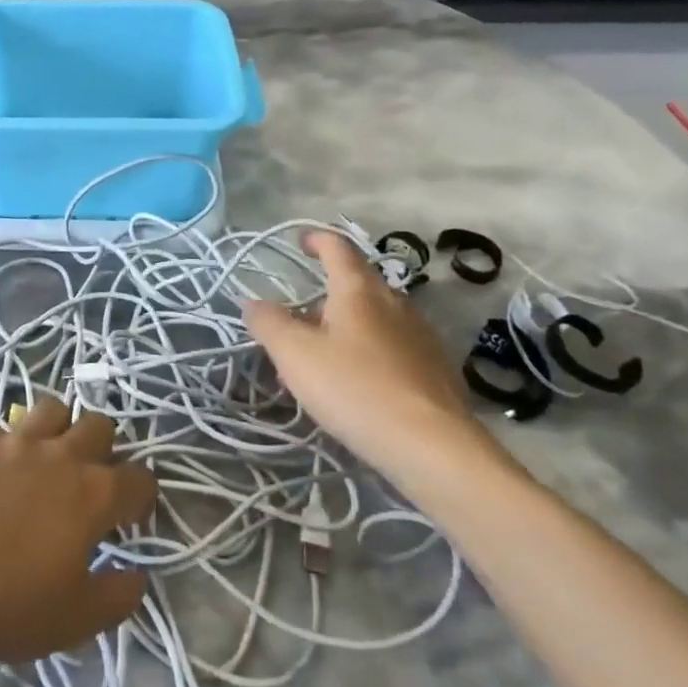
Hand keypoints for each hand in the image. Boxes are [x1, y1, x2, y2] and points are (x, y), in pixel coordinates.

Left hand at [0, 398, 156, 671]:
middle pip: (99, 426)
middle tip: (89, 482)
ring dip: (59, 428)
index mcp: (94, 493)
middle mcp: (61, 455)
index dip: (142, 497)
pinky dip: (9, 444)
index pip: (139, 478)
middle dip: (104, 448)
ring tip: (47, 459)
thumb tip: (136, 578)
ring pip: (52, 409)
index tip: (131, 518)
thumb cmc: (9, 602)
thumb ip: (116, 598)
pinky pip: (3, 428)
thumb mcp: (74, 620)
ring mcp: (15, 442)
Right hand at [242, 230, 509, 495]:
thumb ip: (269, 323)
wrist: (432, 447)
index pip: (337, 248)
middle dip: (325, 296)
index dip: (316, 239)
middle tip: (297, 321)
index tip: (299, 240)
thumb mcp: (295, 355)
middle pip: (357, 285)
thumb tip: (252, 302)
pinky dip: (367, 354)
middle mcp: (395, 303)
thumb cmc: (355, 389)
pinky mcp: (435, 370)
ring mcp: (421, 336)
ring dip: (344, 329)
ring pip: (374, 319)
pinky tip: (356, 386)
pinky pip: (392, 348)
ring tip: (320, 361)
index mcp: (359, 290)